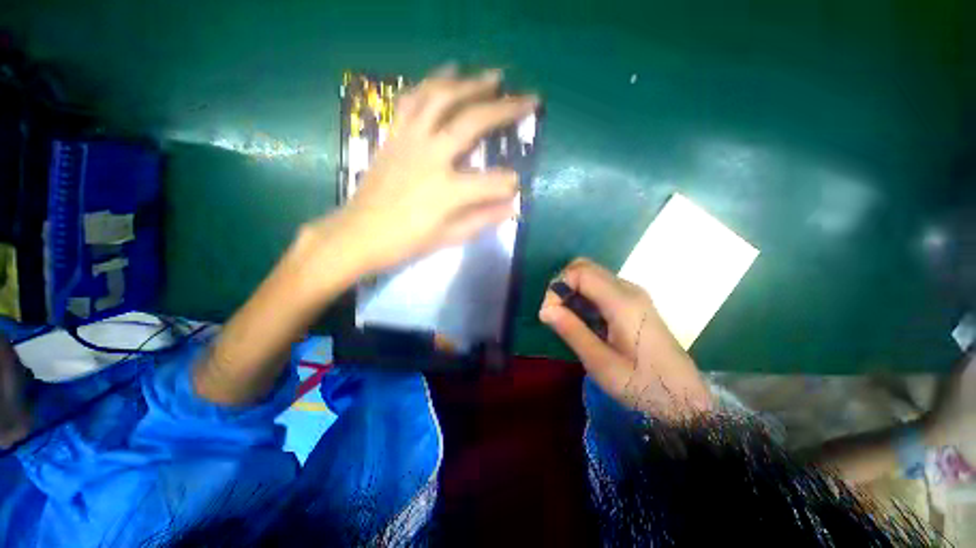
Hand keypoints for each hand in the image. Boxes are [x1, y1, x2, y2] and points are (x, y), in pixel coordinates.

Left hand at [306, 67, 537, 277]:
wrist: (359, 233)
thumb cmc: (406, 242)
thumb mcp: (448, 237)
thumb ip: (483, 219)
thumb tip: (512, 206)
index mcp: (448, 191)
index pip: (493, 181)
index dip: (509, 183)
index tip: (515, 185)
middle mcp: (431, 157)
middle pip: (472, 122)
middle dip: (506, 109)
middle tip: (528, 98)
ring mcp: (410, 141)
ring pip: (441, 98)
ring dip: (471, 84)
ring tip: (492, 77)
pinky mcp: (394, 135)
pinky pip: (412, 100)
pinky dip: (431, 83)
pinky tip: (447, 74)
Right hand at [539, 258, 711, 419]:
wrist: (684, 399)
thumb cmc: (642, 385)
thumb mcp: (601, 363)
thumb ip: (572, 331)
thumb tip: (545, 309)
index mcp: (622, 302)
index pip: (579, 272)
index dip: (557, 287)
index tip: (549, 314)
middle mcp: (629, 289)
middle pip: (585, 267)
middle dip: (563, 285)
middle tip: (556, 314)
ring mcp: (634, 294)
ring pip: (593, 276)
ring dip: (573, 291)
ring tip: (569, 320)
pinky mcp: (636, 302)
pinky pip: (602, 287)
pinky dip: (585, 296)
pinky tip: (586, 321)